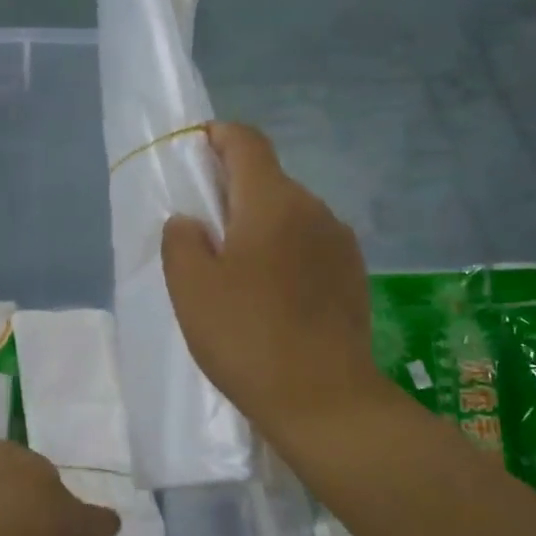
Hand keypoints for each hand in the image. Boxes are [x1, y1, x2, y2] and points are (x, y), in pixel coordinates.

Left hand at [0, 440, 120, 535]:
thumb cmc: (46, 531)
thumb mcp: (90, 526)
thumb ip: (99, 520)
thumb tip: (107, 520)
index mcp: (16, 460)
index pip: (2, 449)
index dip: (14, 463)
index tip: (35, 481)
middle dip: (12, 496)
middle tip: (39, 516)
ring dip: (3, 527)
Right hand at [163, 123, 391, 440]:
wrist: (325, 398)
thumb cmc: (248, 336)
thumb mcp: (191, 288)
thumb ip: (181, 240)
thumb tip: (192, 221)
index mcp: (272, 201)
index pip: (247, 142)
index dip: (219, 136)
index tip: (197, 151)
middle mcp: (314, 209)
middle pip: (269, 180)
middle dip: (235, 192)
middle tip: (206, 232)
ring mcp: (341, 243)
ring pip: (292, 216)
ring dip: (263, 227)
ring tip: (240, 273)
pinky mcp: (353, 276)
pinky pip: (311, 246)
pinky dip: (287, 254)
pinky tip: (274, 297)